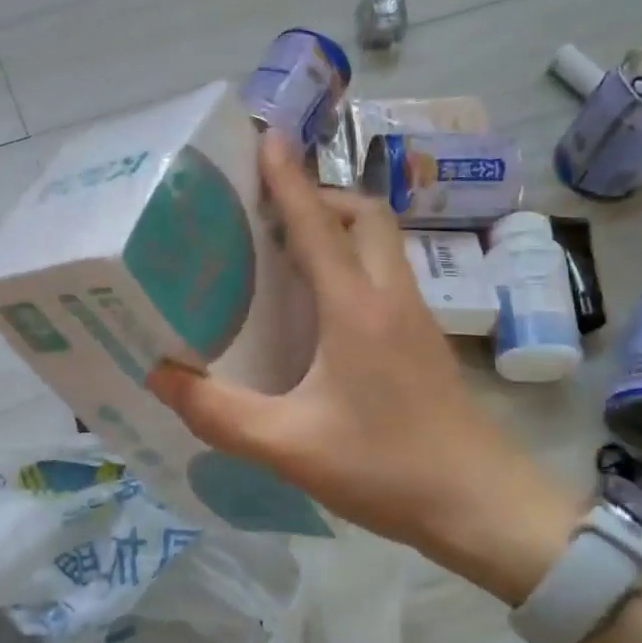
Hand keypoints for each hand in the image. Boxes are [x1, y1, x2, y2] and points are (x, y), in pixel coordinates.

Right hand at [146, 136, 577, 602]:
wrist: (481, 505)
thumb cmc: (385, 468)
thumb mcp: (287, 446)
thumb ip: (218, 413)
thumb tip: (160, 376)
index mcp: (355, 309)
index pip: (317, 224)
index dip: (287, 178)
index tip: (264, 137)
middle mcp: (390, 298)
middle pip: (364, 216)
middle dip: (319, 197)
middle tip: (270, 213)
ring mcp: (416, 318)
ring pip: (381, 244)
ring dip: (339, 228)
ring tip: (288, 251)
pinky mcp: (424, 342)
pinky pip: (386, 276)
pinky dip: (353, 265)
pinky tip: (323, 308)